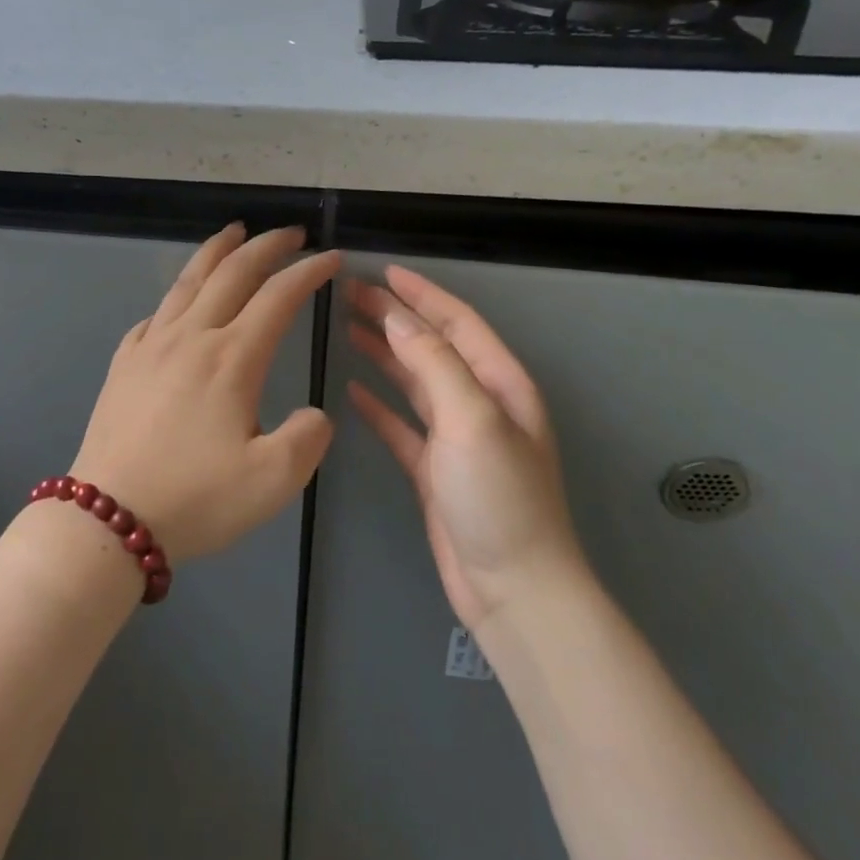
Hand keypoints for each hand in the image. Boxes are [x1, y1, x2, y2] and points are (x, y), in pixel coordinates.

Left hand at [71, 224, 337, 561]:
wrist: (108, 519)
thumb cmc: (197, 499)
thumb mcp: (274, 480)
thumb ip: (309, 437)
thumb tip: (314, 414)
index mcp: (232, 358)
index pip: (278, 296)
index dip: (309, 272)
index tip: (331, 258)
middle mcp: (191, 338)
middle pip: (232, 273)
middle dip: (267, 246)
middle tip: (292, 234)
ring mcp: (151, 347)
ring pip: (187, 281)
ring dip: (216, 251)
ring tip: (234, 232)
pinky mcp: (124, 364)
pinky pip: (155, 313)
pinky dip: (177, 293)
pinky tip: (180, 300)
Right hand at [346, 266, 588, 628]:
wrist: (512, 587)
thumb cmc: (499, 496)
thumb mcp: (472, 419)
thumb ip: (435, 363)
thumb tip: (397, 318)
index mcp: (500, 384)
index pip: (457, 323)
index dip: (422, 294)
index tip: (383, 272)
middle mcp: (480, 403)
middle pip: (432, 347)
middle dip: (395, 318)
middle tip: (351, 295)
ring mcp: (456, 438)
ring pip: (415, 382)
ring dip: (385, 354)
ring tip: (348, 330)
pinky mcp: (434, 469)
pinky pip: (402, 425)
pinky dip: (379, 405)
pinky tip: (354, 390)